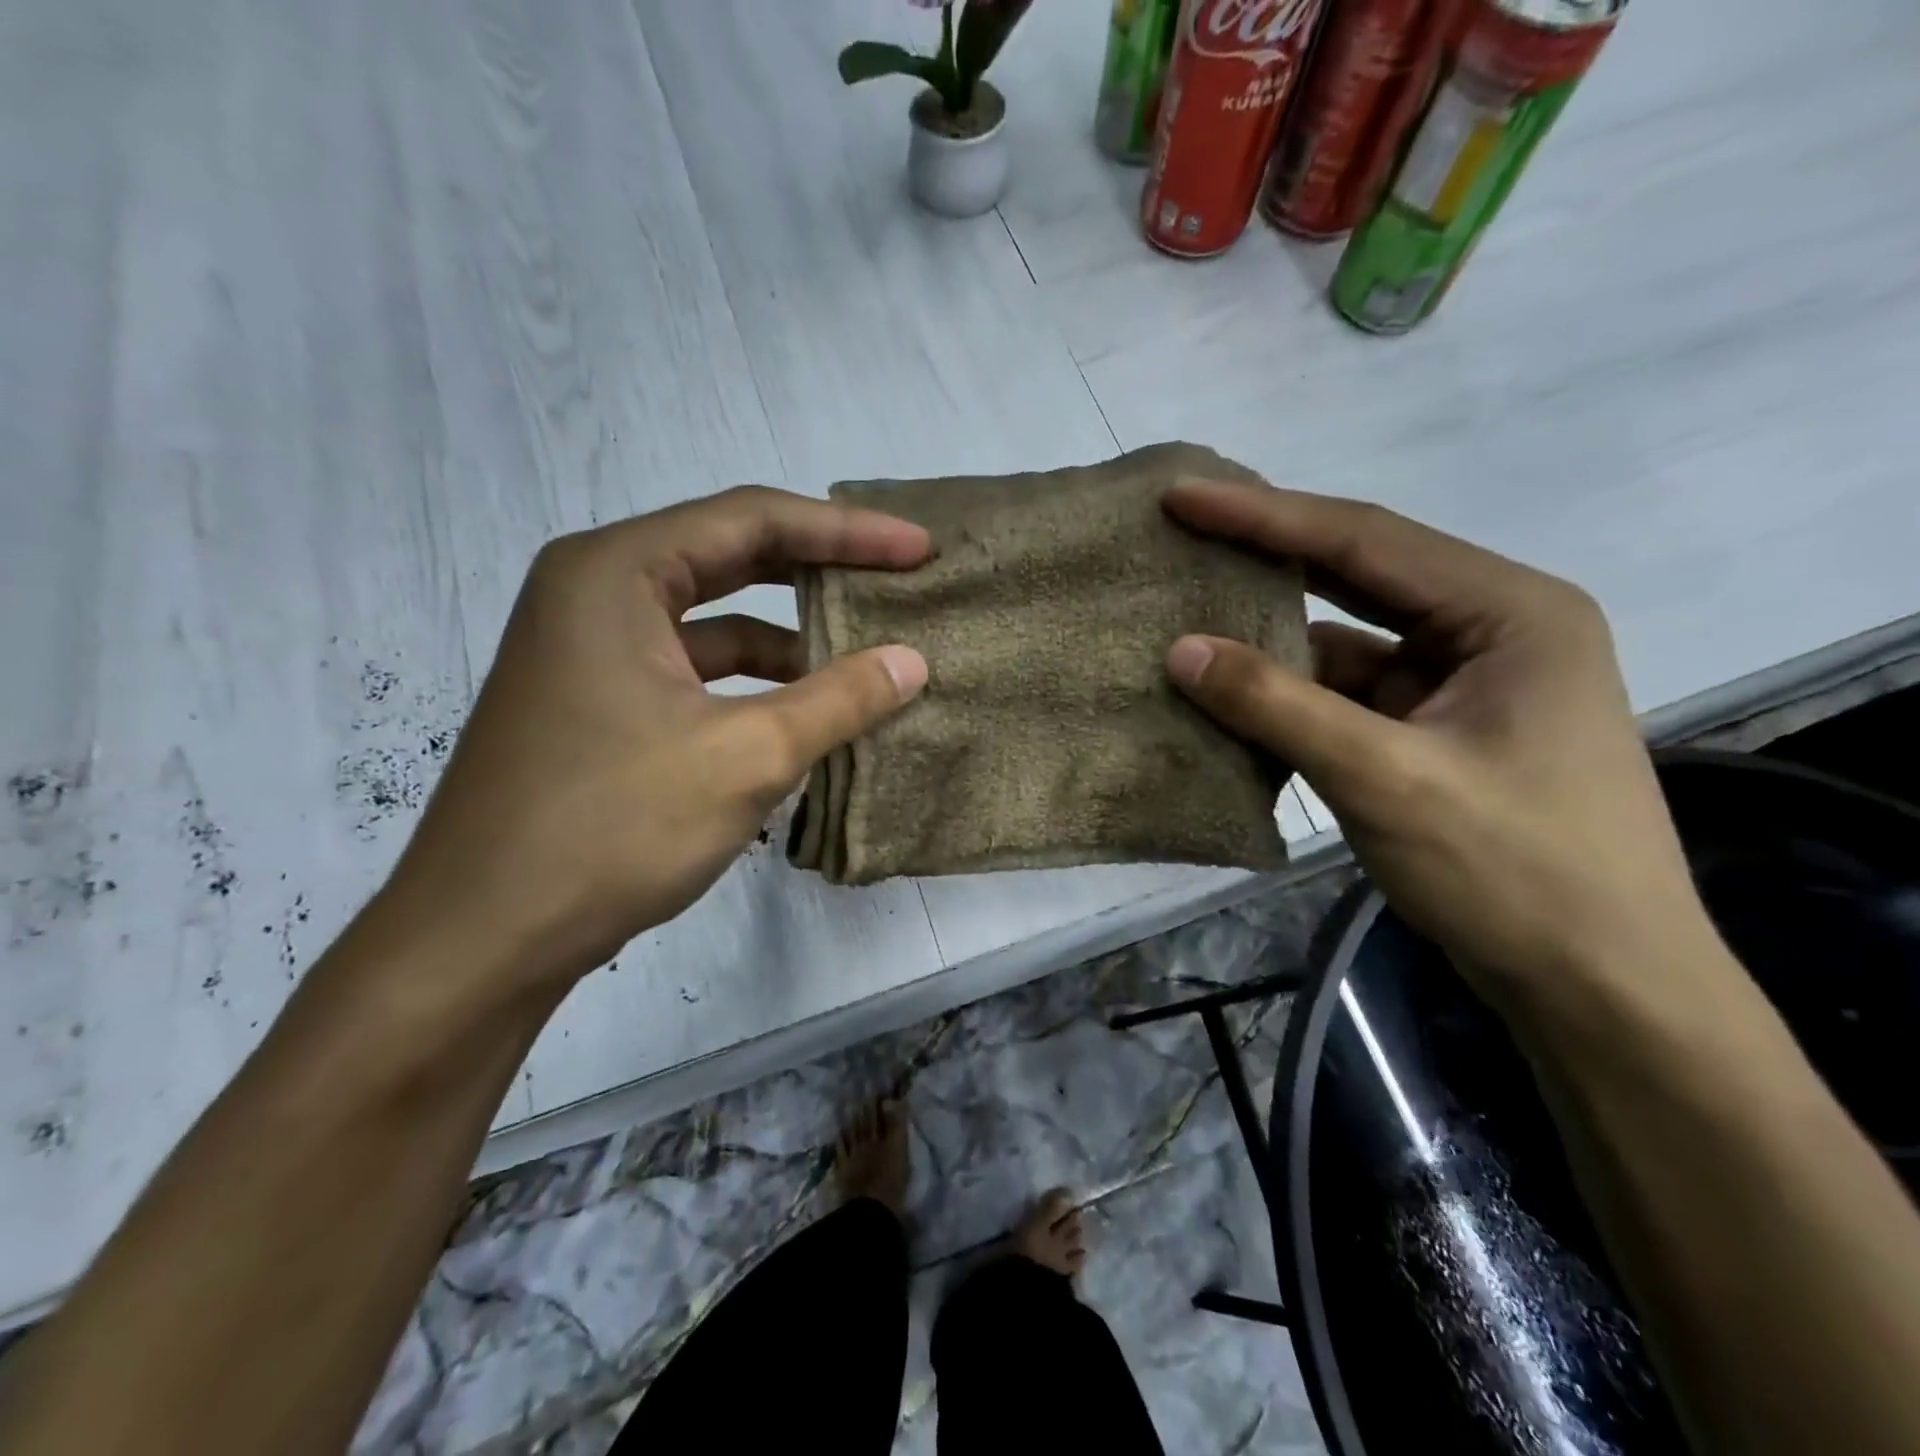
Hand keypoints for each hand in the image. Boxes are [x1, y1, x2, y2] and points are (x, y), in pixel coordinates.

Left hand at [381, 487, 930, 999]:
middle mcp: (596, 592)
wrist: (484, 938)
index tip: (918, 550)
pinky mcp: (599, 703)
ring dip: (789, 636)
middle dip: (820, 569)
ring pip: (714, 619)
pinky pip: (694, 670)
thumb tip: (913, 661)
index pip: (752, 520)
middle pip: (731, 557)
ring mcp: (592, 650)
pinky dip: (753, 683)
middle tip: (898, 580)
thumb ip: (839, 700)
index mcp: (616, 573)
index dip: (847, 531)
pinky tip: (804, 714)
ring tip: (863, 656)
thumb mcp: (746, 756)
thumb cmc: (611, 827)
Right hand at [1162, 480, 1715, 1007]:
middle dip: (1268, 559)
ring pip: (1345, 644)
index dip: (1264, 515)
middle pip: (1357, 576)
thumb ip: (1277, 707)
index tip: (1183, 497)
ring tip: (1188, 622)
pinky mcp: (1433, 732)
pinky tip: (1232, 701)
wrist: (1599, 987)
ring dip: (1272, 644)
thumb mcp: (1386, 779)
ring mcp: (1460, 683)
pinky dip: (1290, 698)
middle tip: (1182, 536)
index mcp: (1508, 611)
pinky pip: (1346, 696)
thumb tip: (1179, 650)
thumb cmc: (1515, 871)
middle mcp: (1489, 629)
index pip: (1364, 541)